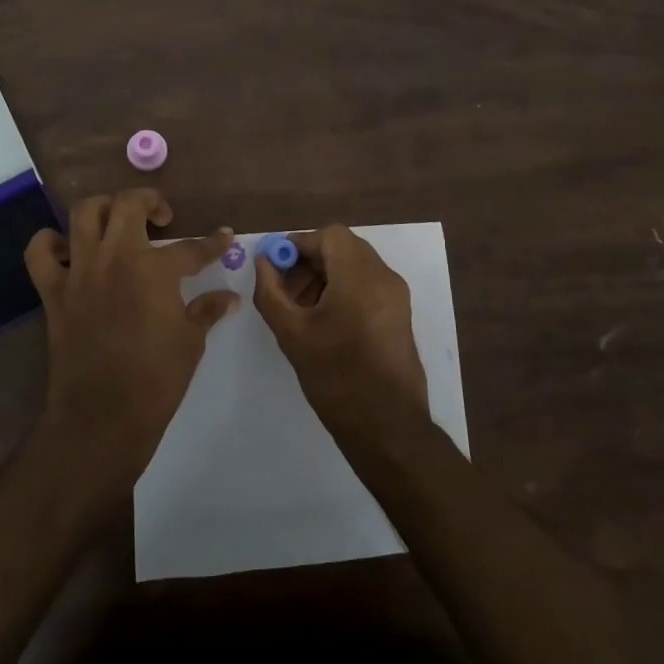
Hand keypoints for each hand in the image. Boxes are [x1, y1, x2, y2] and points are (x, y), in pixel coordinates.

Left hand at [23, 190, 237, 498]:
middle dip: (150, 202)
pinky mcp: (53, 291)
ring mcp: (80, 271)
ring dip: (104, 208)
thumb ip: (207, 310)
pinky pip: (40, 252)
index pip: (192, 248)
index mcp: (155, 270)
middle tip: (162, 219)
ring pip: (85, 213)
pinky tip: (68, 249)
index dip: (213, 243)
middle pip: (129, 204)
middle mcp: (115, 258)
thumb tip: (229, 297)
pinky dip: (50, 242)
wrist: (101, 417)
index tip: (223, 237)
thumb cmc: (155, 380)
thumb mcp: (190, 342)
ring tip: (117, 223)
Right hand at [252, 224, 430, 449]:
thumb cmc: (336, 377)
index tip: (275, 265)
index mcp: (360, 276)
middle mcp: (384, 277)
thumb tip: (263, 262)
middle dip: (310, 261)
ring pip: (355, 266)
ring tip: (300, 308)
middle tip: (284, 288)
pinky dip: (343, 289)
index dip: (299, 244)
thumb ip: (271, 292)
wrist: (387, 427)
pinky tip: (323, 320)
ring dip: (325, 275)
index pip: (329, 236)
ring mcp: (397, 296)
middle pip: (343, 248)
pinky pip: (368, 284)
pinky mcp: (400, 314)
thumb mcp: (292, 334)